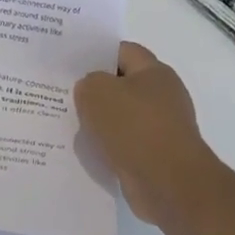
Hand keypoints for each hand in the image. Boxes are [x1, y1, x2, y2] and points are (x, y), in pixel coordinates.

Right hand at [74, 42, 221, 226]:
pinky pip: (125, 142)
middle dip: (95, 90)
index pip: (122, 51)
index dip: (95, 54)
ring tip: (71, 124)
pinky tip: (89, 150)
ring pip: (121, 116)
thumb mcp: (96, 91)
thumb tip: (91, 91)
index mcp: (154, 72)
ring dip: (100, 121)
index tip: (70, 65)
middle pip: (122, 84)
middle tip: (65, 94)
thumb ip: (87, 82)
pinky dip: (109, 145)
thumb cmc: (134, 127)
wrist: (169, 184)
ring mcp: (162, 126)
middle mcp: (163, 96)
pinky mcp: (157, 154)